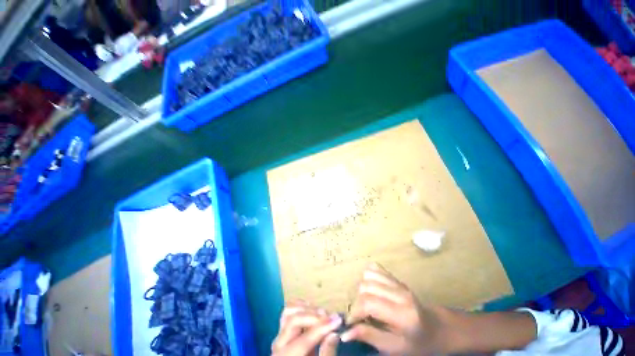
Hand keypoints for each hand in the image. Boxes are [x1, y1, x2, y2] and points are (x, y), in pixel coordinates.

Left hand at [272, 300, 341, 355]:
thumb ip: (326, 353)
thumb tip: (334, 334)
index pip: (304, 340)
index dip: (322, 328)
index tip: (337, 320)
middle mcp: (279, 343)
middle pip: (293, 320)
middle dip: (314, 316)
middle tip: (330, 316)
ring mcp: (280, 333)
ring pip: (289, 310)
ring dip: (307, 308)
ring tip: (322, 312)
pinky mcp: (284, 328)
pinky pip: (289, 310)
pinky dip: (301, 305)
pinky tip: (313, 309)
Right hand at [341, 263, 447, 354]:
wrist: (436, 328)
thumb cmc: (417, 344)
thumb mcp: (395, 349)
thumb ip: (370, 337)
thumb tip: (346, 333)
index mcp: (402, 314)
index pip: (369, 304)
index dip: (355, 312)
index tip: (350, 323)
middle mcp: (400, 293)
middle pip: (365, 287)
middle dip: (357, 302)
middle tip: (361, 316)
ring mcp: (398, 282)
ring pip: (367, 276)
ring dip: (362, 290)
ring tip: (366, 304)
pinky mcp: (396, 277)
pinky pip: (374, 268)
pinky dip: (367, 278)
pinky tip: (371, 291)